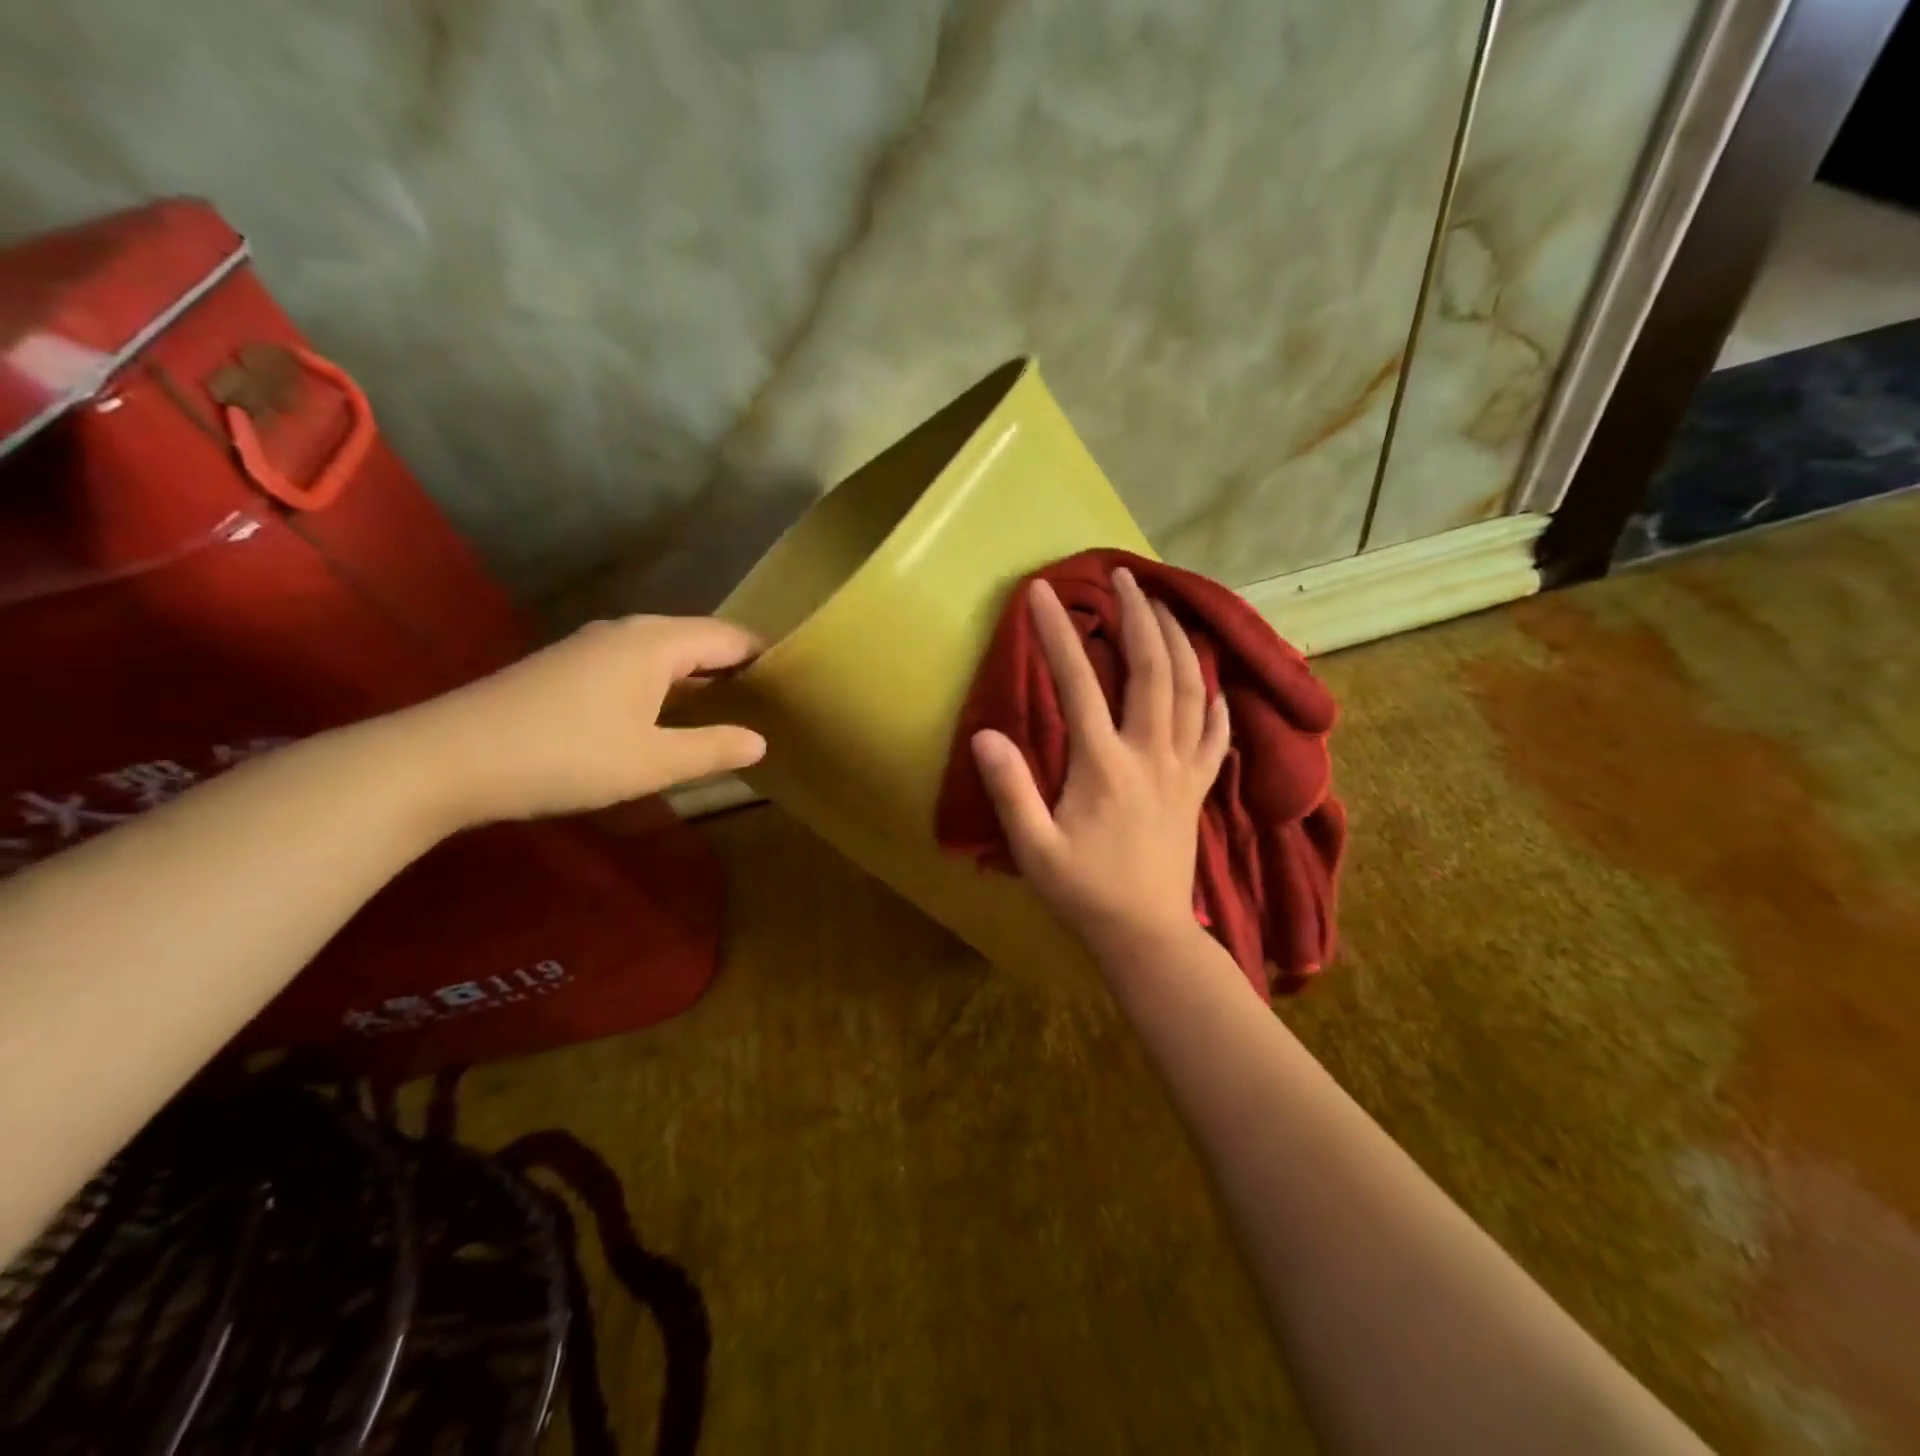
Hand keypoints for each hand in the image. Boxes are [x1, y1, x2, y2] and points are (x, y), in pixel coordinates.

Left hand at [399, 615, 766, 827]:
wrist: (450, 757)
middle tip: (770, 701)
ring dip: (698, 675)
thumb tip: (760, 741)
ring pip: (665, 651)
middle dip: (735, 666)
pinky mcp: (568, 665)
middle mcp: (629, 631)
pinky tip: (666, 715)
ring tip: (728, 708)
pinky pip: (636, 663)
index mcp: (657, 643)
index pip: (730, 637)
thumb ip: (713, 749)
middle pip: (699, 638)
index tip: (795, 683)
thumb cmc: (567, 755)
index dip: (765, 657)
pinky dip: (665, 682)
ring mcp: (592, 645)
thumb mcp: (653, 761)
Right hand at [970, 568, 1229, 960]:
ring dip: (1180, 642)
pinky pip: (1216, 734)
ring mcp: (1181, 769)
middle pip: (1154, 670)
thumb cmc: (1084, 892)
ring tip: (1167, 607)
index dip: (1058, 634)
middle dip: (1140, 616)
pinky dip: (1215, 701)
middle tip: (1126, 577)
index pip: (1079, 683)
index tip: (1042, 592)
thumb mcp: (1034, 848)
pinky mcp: (1198, 788)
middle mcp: (1149, 754)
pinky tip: (1213, 683)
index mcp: (1104, 764)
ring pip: (1193, 691)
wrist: (1146, 935)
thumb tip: (986, 734)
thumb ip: (1011, 790)